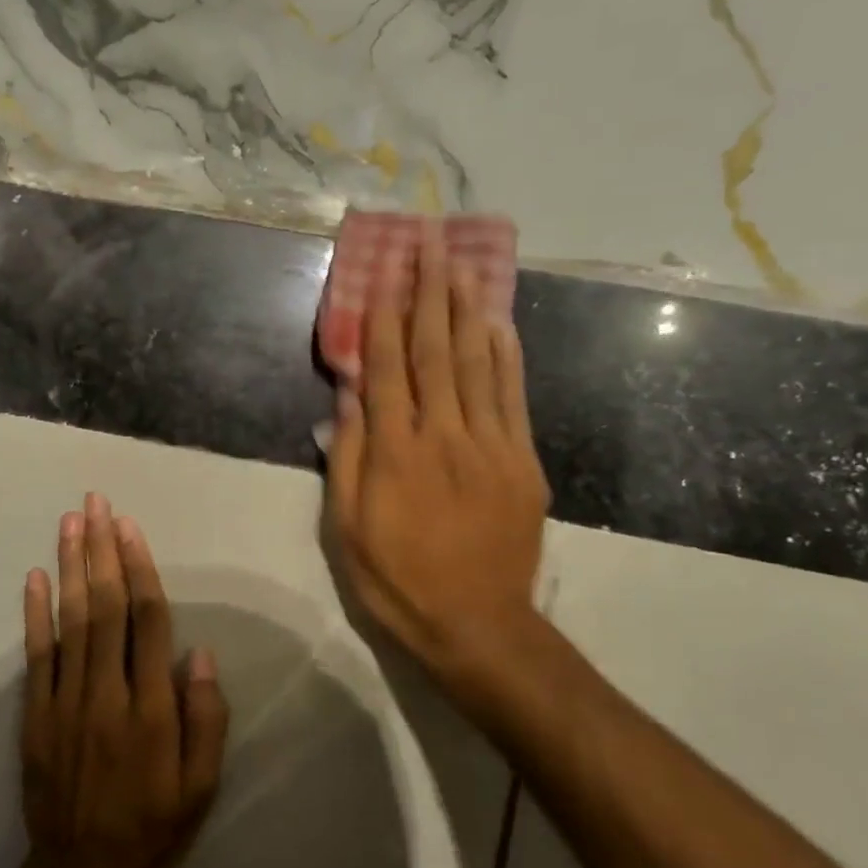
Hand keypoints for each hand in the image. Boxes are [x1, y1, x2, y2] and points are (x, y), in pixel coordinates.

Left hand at [19, 493, 228, 867]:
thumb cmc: (151, 830)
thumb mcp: (201, 789)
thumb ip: (206, 720)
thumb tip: (198, 654)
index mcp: (152, 710)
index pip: (147, 622)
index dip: (139, 569)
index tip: (130, 527)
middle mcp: (106, 694)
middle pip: (104, 607)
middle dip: (101, 550)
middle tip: (96, 504)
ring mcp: (65, 701)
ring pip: (70, 621)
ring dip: (70, 567)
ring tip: (70, 523)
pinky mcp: (36, 714)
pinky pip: (36, 655)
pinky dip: (34, 613)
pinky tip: (35, 576)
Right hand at [328, 223, 549, 696]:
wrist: (476, 624)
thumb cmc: (396, 579)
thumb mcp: (346, 529)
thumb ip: (346, 459)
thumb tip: (348, 399)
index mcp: (395, 453)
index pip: (386, 370)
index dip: (382, 319)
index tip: (383, 274)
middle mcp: (443, 436)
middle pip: (434, 352)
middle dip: (430, 293)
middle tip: (430, 243)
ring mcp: (489, 446)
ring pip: (476, 364)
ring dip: (467, 310)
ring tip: (462, 264)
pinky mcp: (521, 462)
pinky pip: (512, 397)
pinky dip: (505, 356)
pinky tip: (498, 324)